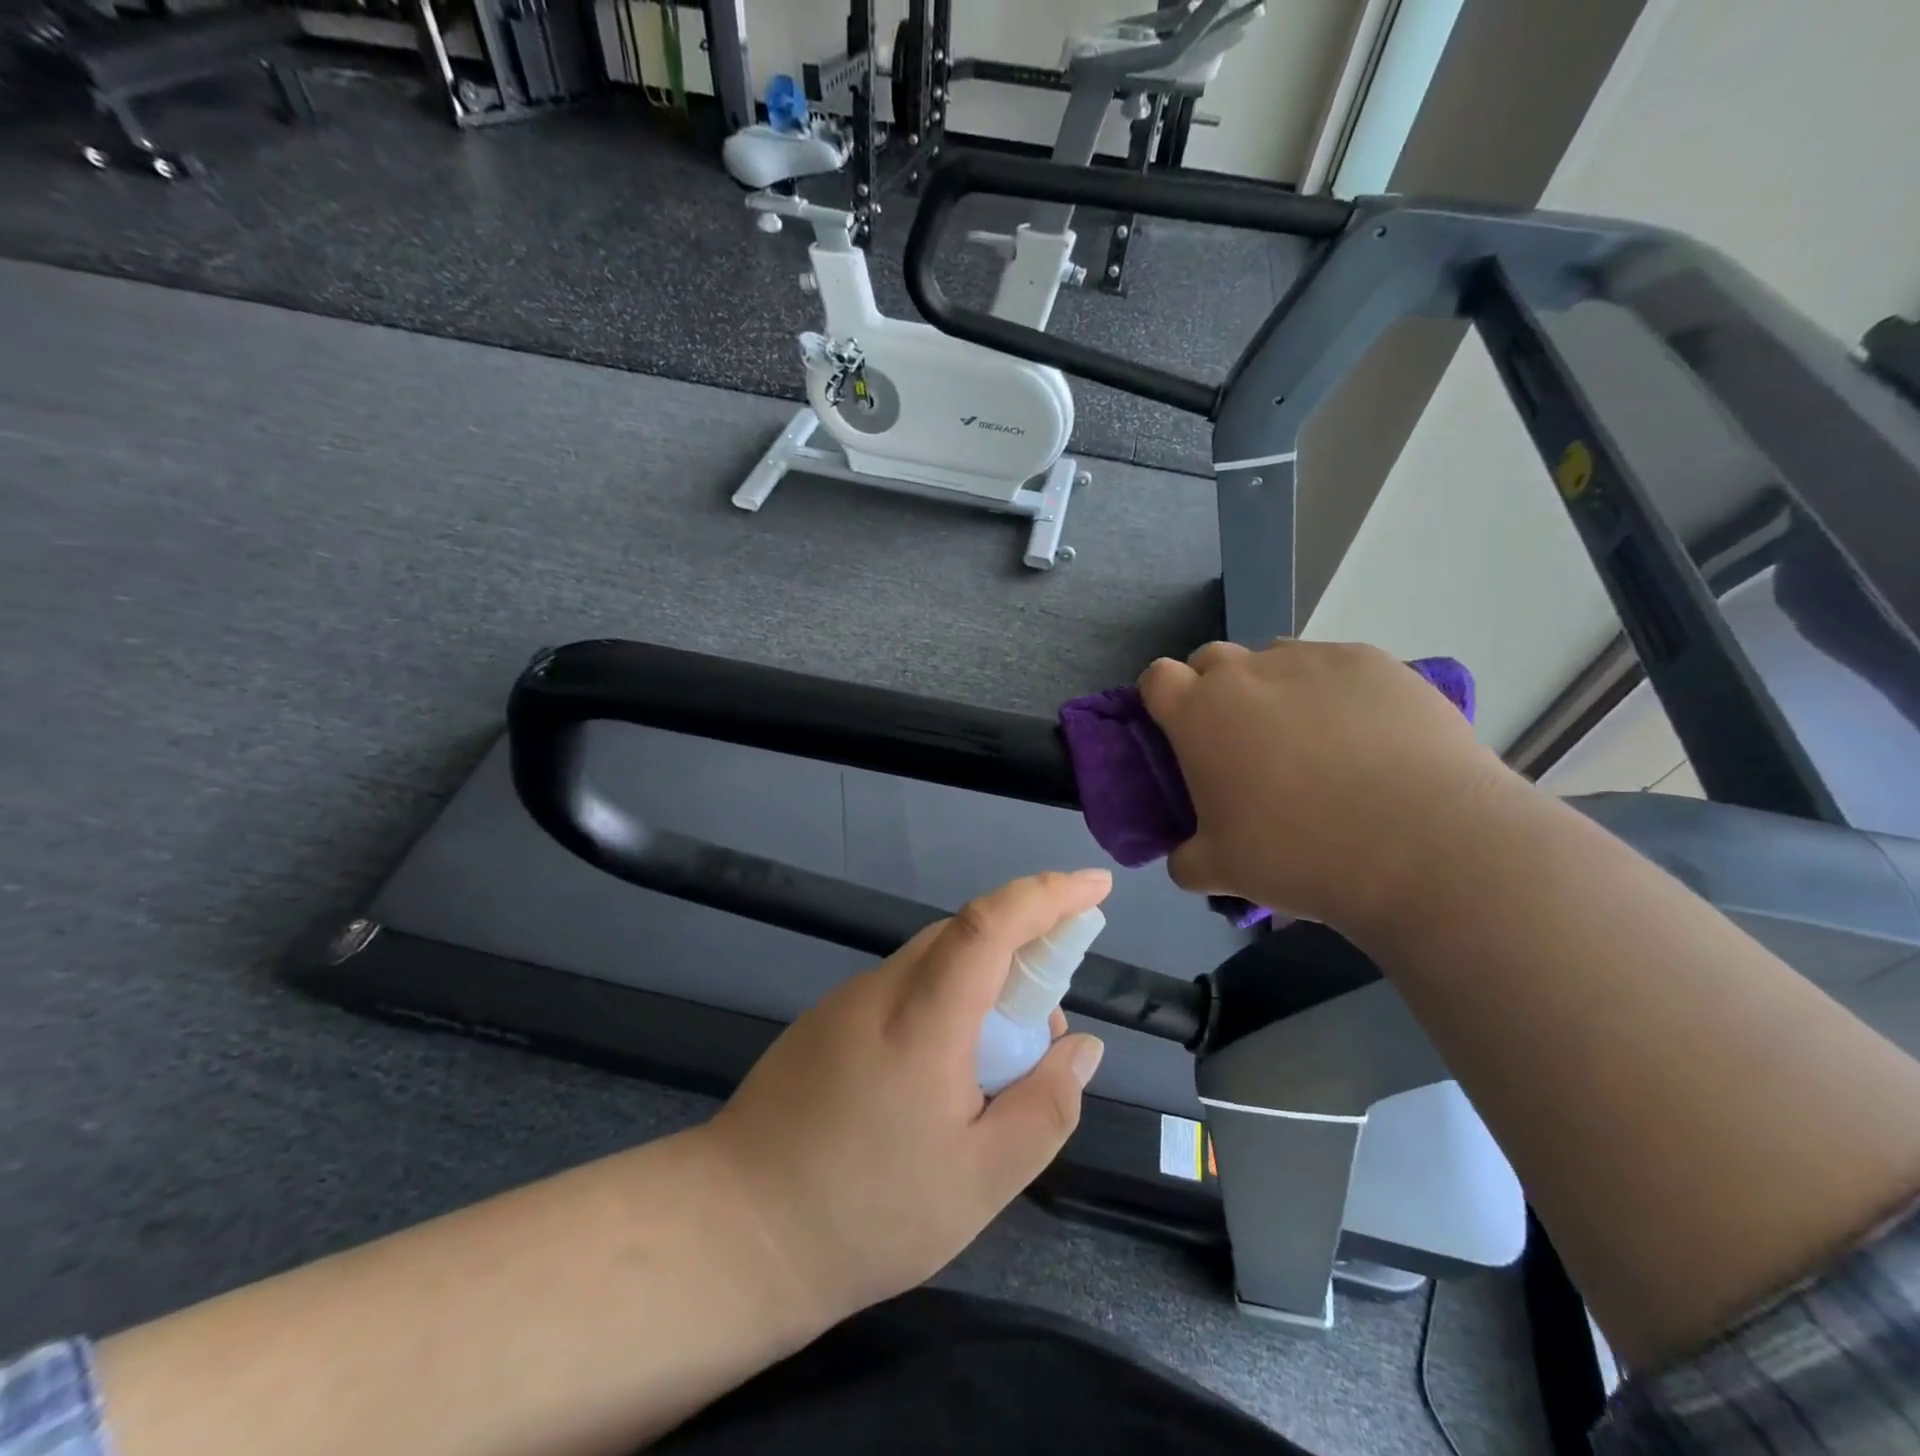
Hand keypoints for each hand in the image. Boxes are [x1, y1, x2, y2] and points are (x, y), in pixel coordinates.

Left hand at [700, 869, 1111, 1324]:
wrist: (733, 1233)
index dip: (1047, 895)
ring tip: (998, 1069)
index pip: (991, 923)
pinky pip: (905, 990)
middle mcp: (883, 989)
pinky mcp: (826, 1021)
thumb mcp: (980, 1182)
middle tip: (1045, 1031)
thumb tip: (1079, 1047)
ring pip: (935, 963)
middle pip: (965, 936)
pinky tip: (944, 1077)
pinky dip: (945, 1006)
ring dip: (983, 987)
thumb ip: (1044, 1108)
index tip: (1094, 886)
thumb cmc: (865, 1213)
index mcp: (923, 1018)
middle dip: (1024, 954)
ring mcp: (847, 1001)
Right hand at [1139, 640, 1512, 932]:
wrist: (1426, 844)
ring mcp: (1313, 660)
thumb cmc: (1301, 854)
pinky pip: (1336, 667)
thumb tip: (1185, 855)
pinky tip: (1367, 738)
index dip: (1163, 700)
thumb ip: (1186, 857)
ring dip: (1275, 689)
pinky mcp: (1374, 662)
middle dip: (1215, 690)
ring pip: (1275, 660)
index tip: (1181, 733)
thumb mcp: (1222, 872)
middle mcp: (1248, 672)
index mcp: (1199, 714)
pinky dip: (1336, 693)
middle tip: (1243, 742)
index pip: (1157, 678)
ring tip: (1313, 741)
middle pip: (1212, 659)